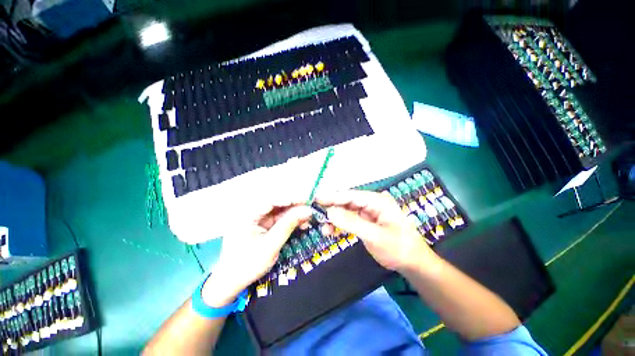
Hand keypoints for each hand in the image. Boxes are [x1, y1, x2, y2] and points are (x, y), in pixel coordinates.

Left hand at [202, 203, 312, 306]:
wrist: (231, 282)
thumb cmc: (247, 265)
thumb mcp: (270, 245)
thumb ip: (289, 225)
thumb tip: (308, 210)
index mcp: (247, 214)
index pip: (272, 199)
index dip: (291, 197)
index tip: (308, 200)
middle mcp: (251, 211)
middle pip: (276, 202)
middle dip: (294, 205)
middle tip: (310, 209)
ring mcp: (256, 217)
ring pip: (279, 209)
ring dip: (294, 213)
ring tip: (308, 218)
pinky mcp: (261, 224)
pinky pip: (278, 217)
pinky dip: (290, 220)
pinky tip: (300, 223)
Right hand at [318, 190, 434, 271]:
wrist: (413, 264)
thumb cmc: (398, 248)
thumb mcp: (375, 236)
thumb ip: (352, 223)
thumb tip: (330, 211)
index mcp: (377, 201)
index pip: (351, 195)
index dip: (333, 197)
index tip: (316, 198)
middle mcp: (372, 203)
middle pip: (347, 202)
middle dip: (331, 207)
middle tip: (315, 212)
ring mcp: (368, 212)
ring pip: (346, 211)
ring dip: (334, 218)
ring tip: (323, 227)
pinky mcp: (365, 222)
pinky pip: (349, 220)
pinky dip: (340, 225)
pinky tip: (330, 230)